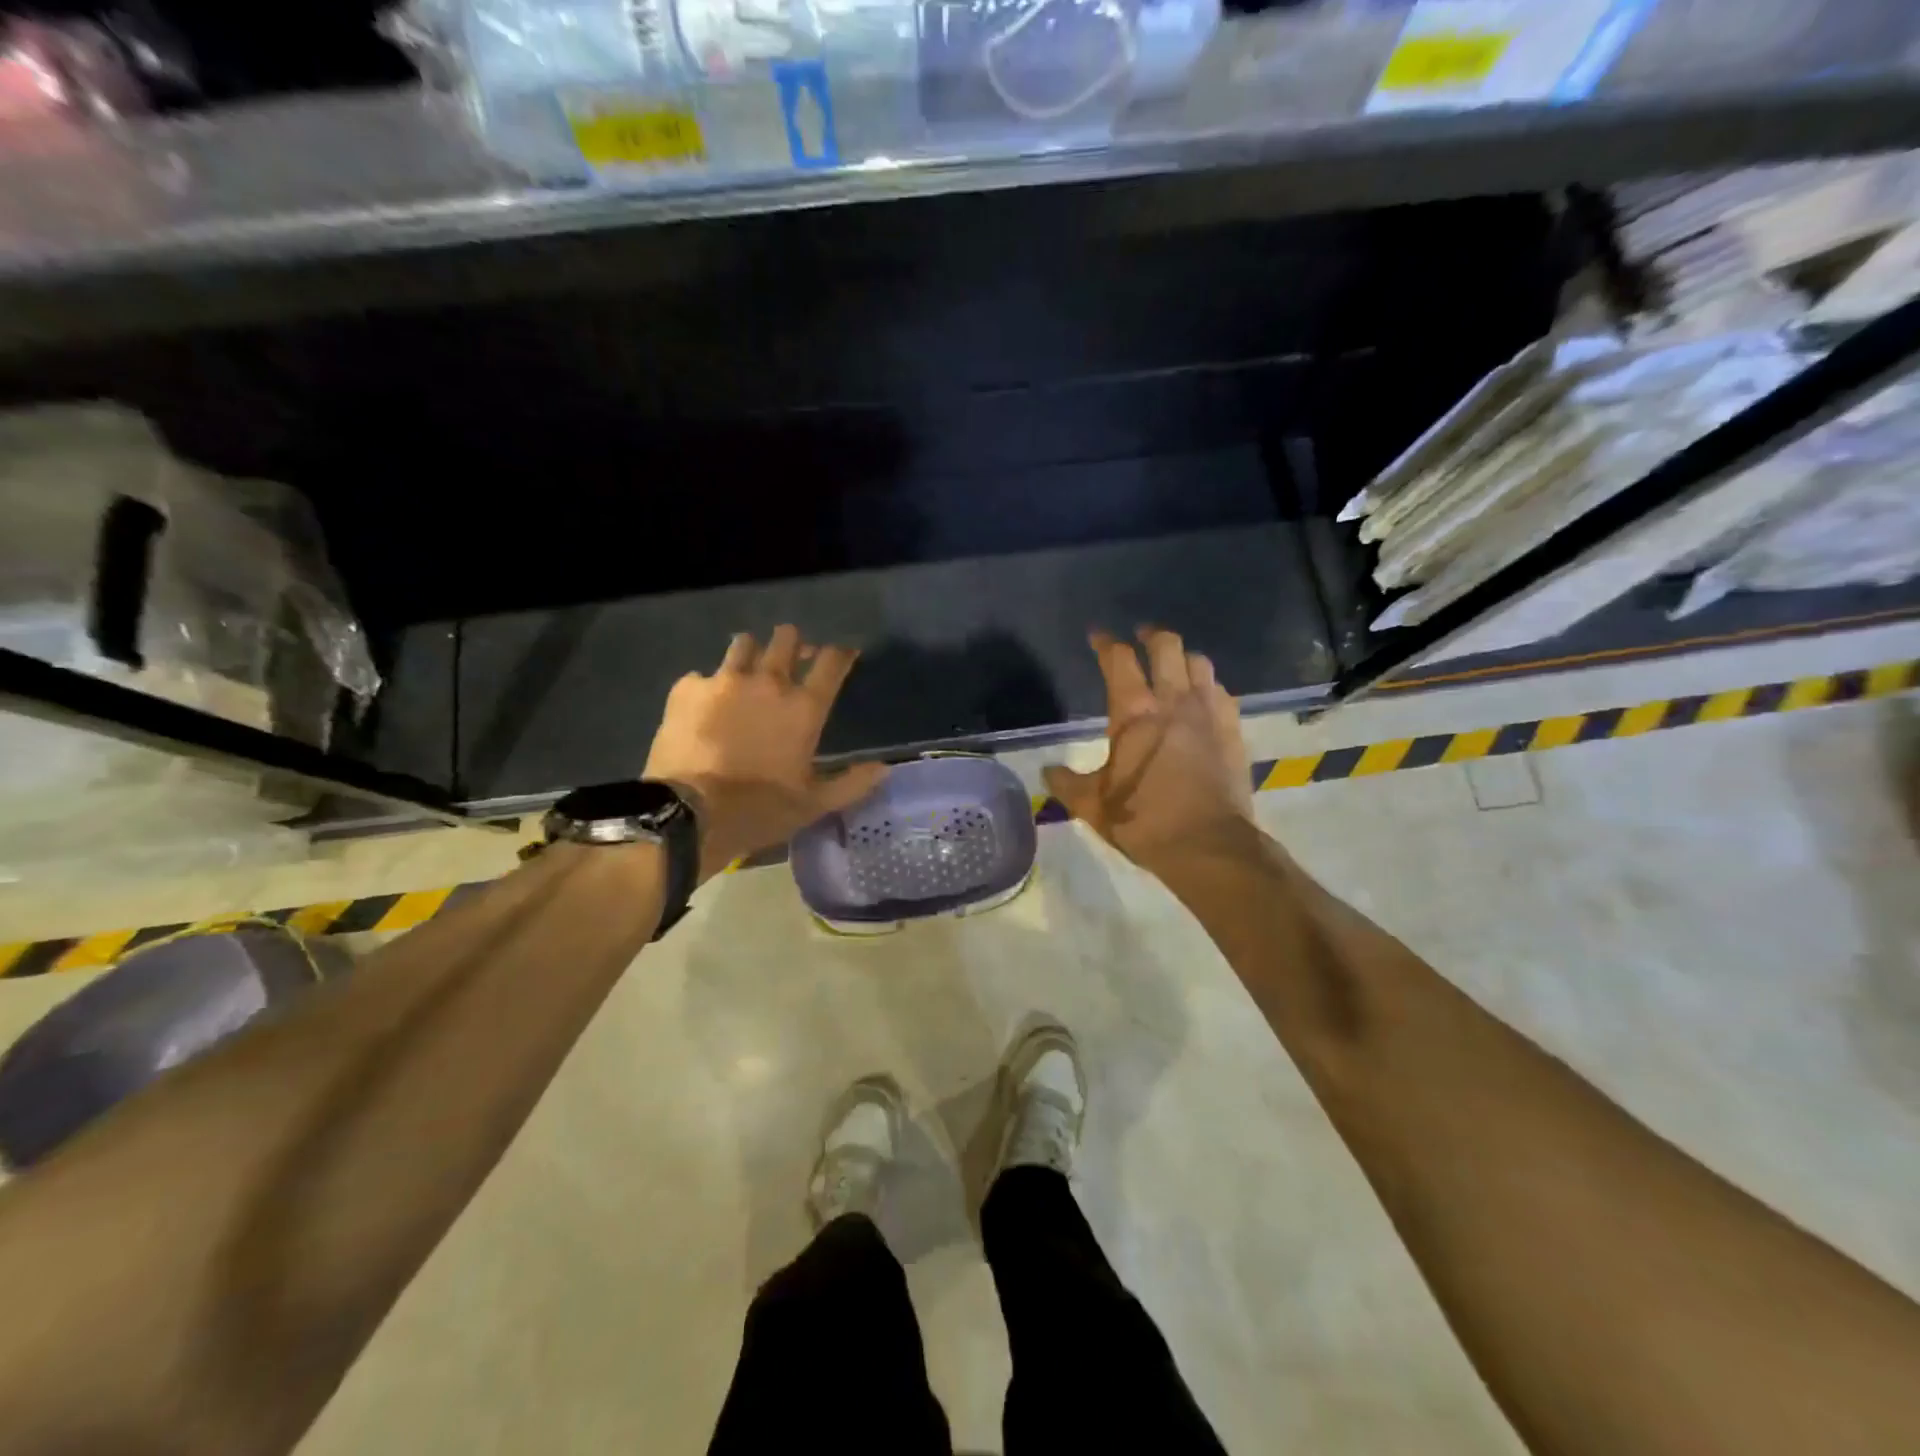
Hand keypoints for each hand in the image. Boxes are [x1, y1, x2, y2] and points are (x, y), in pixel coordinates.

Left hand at [644, 626, 887, 881]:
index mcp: (804, 707)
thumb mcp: (814, 804)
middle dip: (793, 643)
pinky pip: (702, 675)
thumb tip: (883, 768)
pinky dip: (708, 685)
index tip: (844, 655)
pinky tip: (705, 704)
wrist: (689, 813)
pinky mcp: (687, 688)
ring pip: (743, 644)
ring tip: (748, 670)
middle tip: (792, 658)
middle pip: (787, 638)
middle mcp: (768, 682)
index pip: (832, 661)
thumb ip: (852, 782)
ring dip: (751, 653)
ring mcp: (724, 680)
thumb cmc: (760, 809)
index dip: (841, 653)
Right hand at [1043, 629, 1252, 872]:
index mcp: (1134, 712)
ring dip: (1182, 657)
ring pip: (1199, 662)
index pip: (1118, 659)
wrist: (1208, 844)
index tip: (1097, 636)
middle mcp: (1173, 700)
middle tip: (1140, 637)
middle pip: (1166, 645)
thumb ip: (1066, 783)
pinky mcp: (1233, 729)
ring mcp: (1208, 712)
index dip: (1105, 642)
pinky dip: (1208, 686)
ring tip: (1173, 665)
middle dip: (1150, 635)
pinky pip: (1222, 691)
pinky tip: (1203, 699)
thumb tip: (1048, 772)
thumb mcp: (1092, 805)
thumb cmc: (1143, 820)